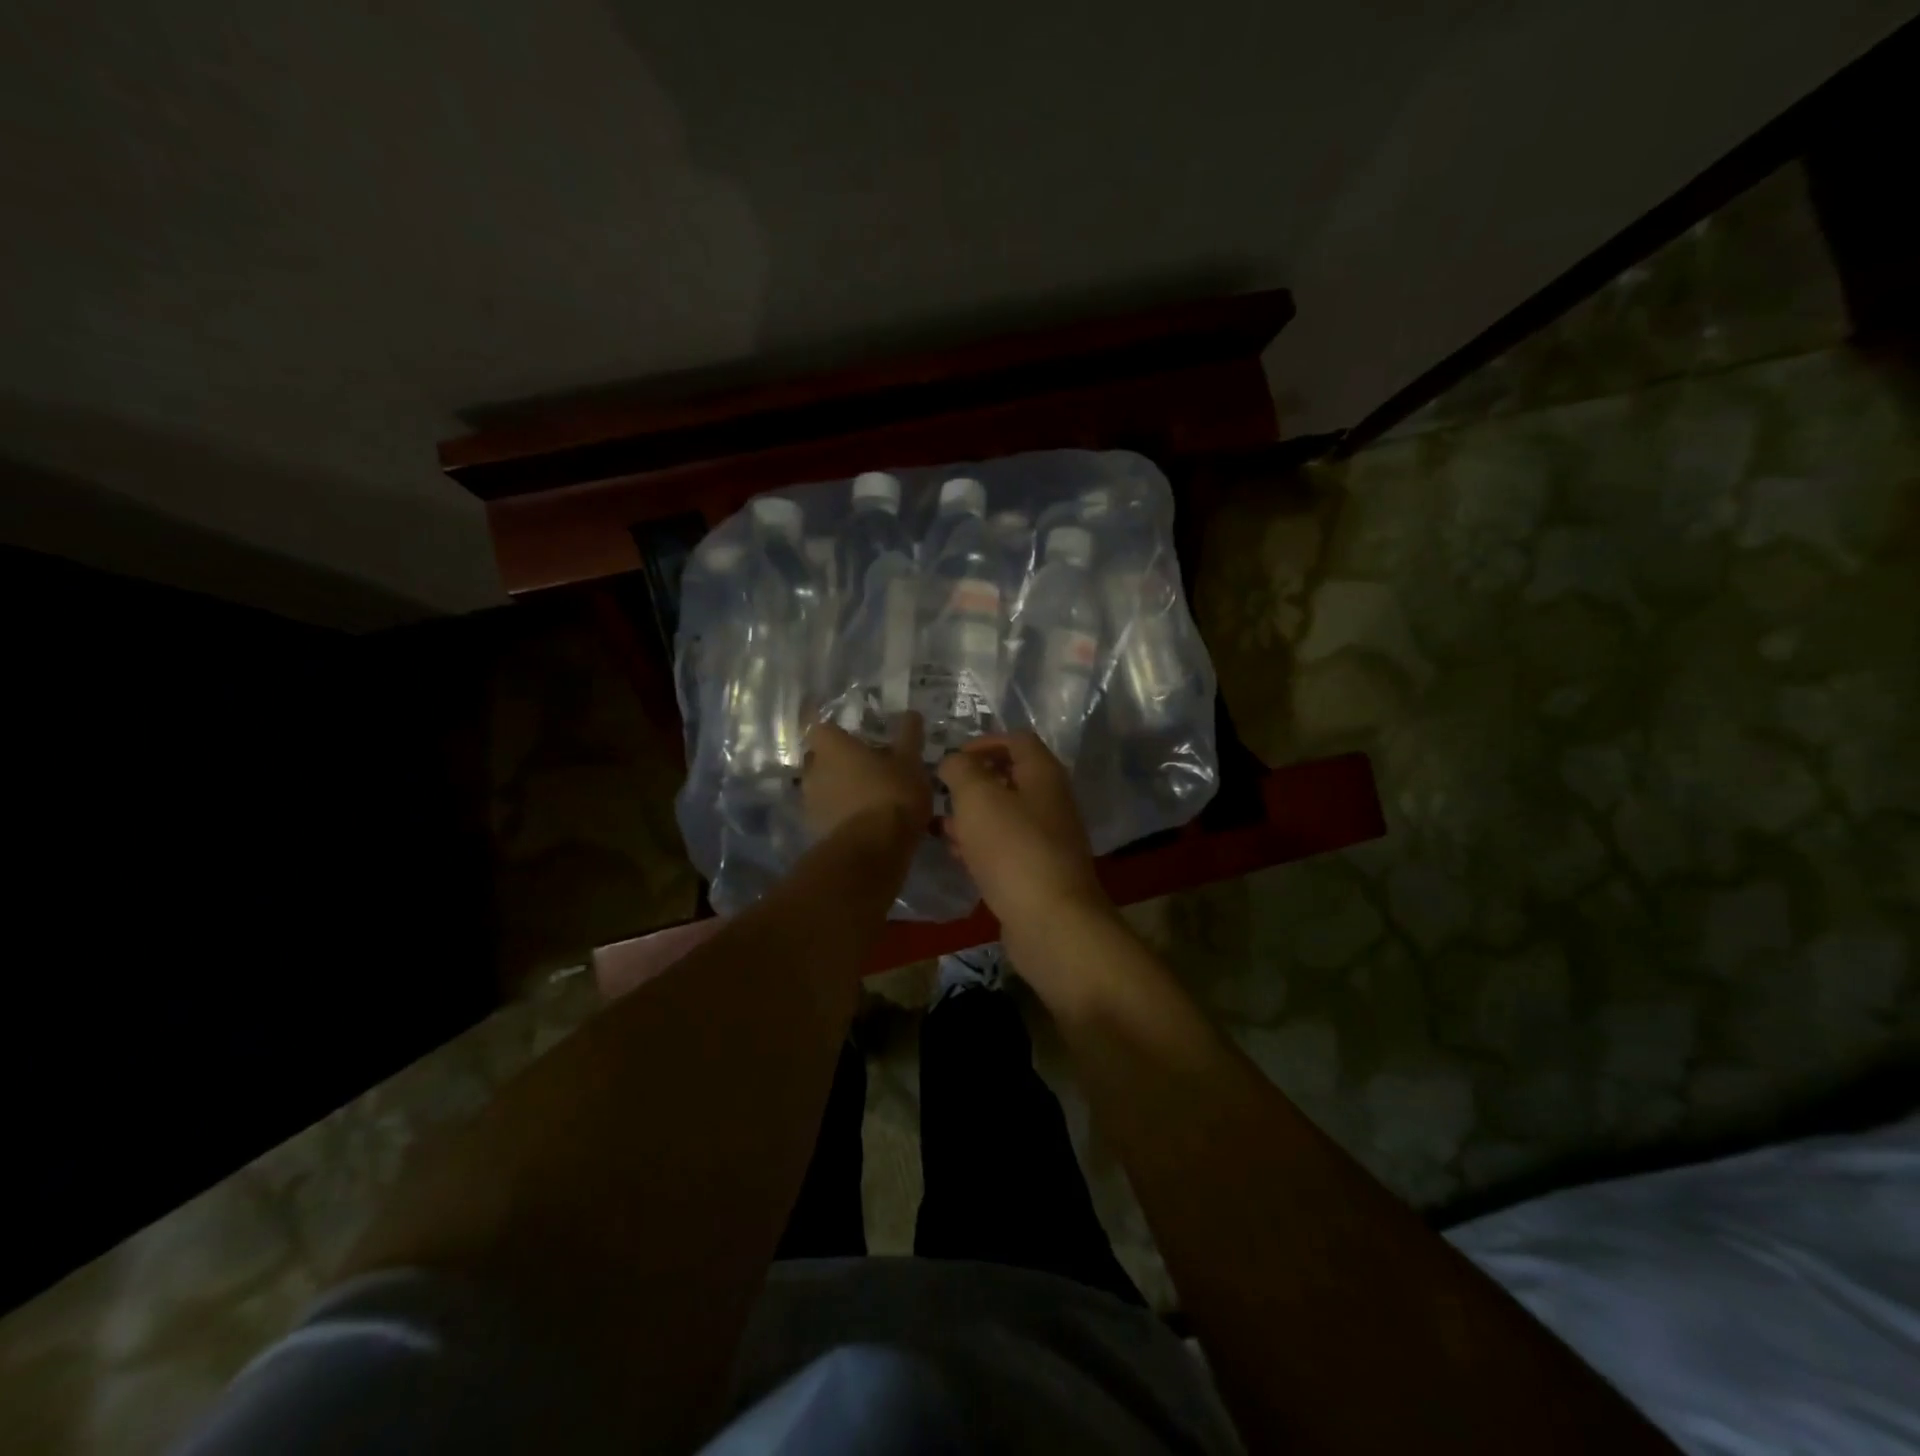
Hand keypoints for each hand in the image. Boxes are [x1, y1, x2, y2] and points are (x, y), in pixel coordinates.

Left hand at [802, 714, 931, 839]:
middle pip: (819, 757)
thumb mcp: (910, 761)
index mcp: (831, 747)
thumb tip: (911, 713)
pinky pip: (827, 812)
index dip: (833, 728)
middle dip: (837, 759)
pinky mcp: (815, 829)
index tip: (850, 733)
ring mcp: (810, 802)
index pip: (819, 726)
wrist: (873, 850)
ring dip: (838, 787)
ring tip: (866, 793)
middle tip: (864, 763)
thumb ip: (909, 735)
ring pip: (822, 786)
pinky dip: (840, 812)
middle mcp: (813, 770)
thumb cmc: (891, 794)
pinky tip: (862, 818)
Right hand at [937, 734, 1112, 944]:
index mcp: (1043, 774)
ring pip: (1005, 816)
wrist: (1050, 920)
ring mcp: (1048, 839)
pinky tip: (957, 856)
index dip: (983, 742)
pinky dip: (981, 846)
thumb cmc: (1012, 848)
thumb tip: (953, 761)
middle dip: (973, 784)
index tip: (952, 759)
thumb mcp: (977, 797)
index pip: (1017, 740)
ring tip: (940, 827)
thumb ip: (960, 770)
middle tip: (942, 795)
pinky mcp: (1039, 871)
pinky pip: (1006, 847)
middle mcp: (1051, 801)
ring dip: (973, 817)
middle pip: (1010, 778)